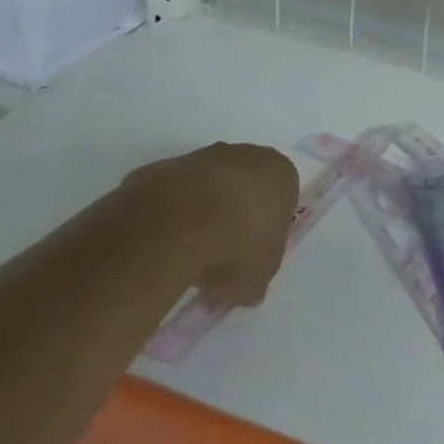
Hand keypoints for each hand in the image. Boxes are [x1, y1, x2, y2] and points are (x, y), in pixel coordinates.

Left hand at [129, 143, 299, 308]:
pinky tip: (160, 245)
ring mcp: (201, 157)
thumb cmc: (237, 245)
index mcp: (280, 173)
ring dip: (199, 213)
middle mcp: (244, 155)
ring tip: (185, 256)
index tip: (253, 256)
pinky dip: (167, 215)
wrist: (176, 224)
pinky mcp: (162, 167)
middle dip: (234, 216)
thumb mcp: (258, 278)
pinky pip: (170, 194)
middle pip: (244, 185)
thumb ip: (256, 279)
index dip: (269, 229)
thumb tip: (246, 288)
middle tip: (221, 256)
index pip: (283, 197)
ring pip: (205, 186)